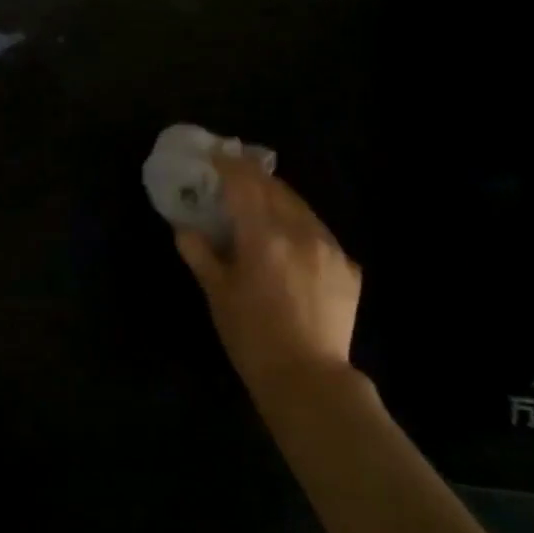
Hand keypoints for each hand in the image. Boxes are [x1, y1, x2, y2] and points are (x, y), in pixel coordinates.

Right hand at [174, 156, 362, 398]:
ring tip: (262, 203)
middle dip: (253, 177)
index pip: (244, 184)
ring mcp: (330, 248)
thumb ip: (200, 253)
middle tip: (234, 175)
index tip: (215, 154)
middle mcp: (300, 232)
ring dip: (278, 199)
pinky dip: (299, 227)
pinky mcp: (349, 267)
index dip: (228, 164)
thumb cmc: (250, 336)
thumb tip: (184, 228)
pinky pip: (319, 234)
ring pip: (301, 208)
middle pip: (275, 189)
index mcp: (263, 236)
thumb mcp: (217, 293)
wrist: (307, 378)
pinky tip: (290, 244)